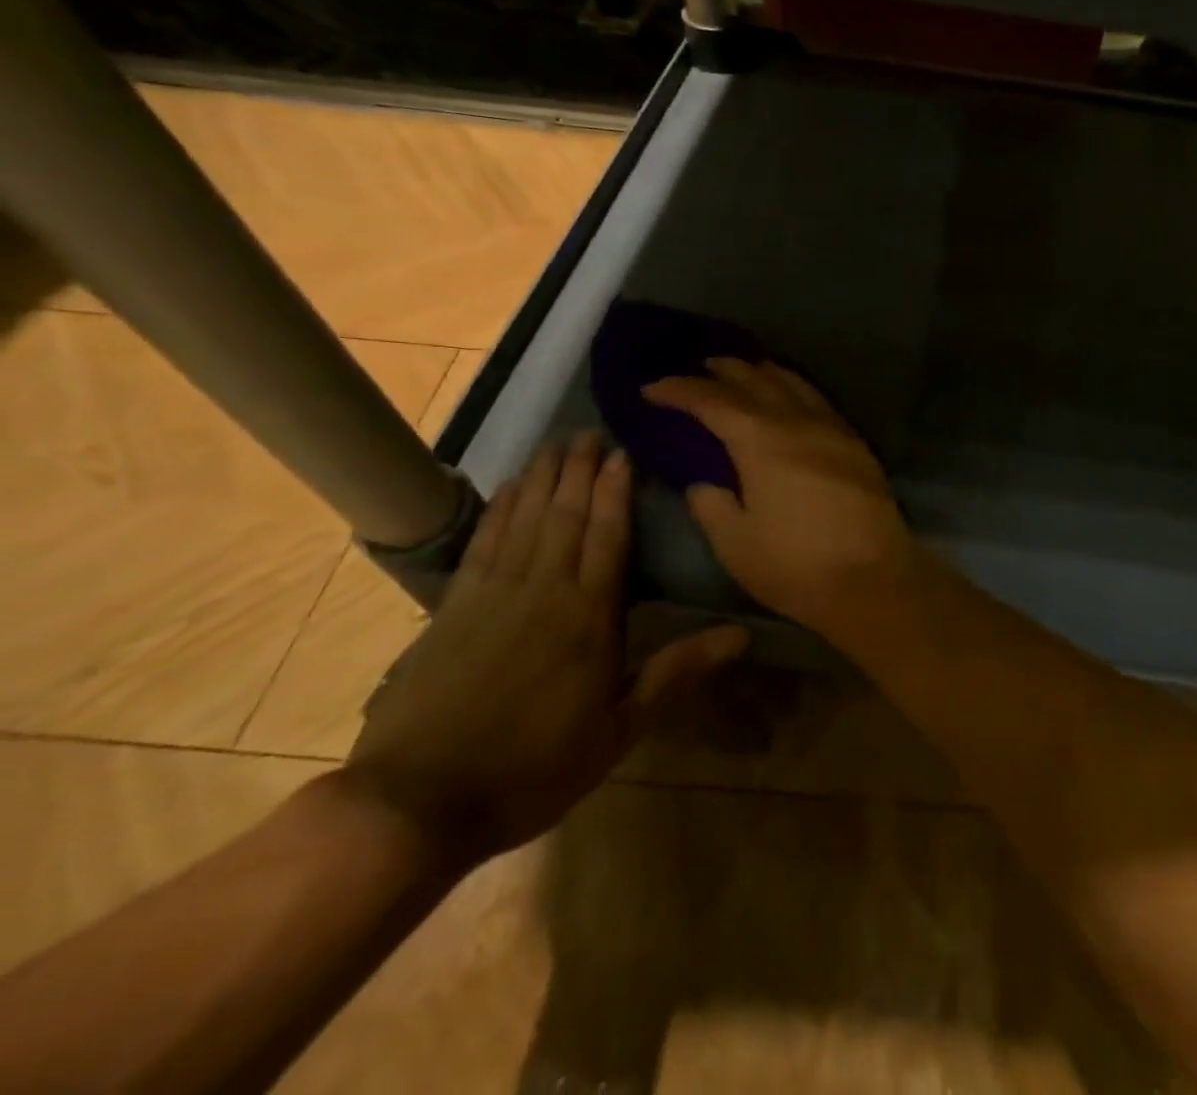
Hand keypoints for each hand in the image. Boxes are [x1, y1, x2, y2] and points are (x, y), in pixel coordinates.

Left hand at [346, 432, 746, 865]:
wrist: (415, 803)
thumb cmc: (533, 767)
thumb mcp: (619, 729)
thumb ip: (677, 671)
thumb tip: (742, 635)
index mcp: (588, 616)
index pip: (608, 536)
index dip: (616, 491)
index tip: (623, 452)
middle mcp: (542, 590)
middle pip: (565, 514)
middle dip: (579, 470)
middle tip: (590, 431)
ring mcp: (492, 595)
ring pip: (524, 519)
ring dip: (541, 478)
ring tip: (555, 444)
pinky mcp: (452, 609)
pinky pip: (483, 543)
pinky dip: (498, 510)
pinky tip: (506, 490)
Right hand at [642, 359, 924, 632]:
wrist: (874, 579)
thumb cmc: (796, 566)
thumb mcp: (736, 544)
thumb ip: (712, 506)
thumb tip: (703, 484)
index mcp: (762, 442)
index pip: (713, 402)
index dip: (680, 391)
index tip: (652, 388)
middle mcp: (799, 423)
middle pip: (757, 381)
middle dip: (724, 371)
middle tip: (698, 367)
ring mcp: (834, 430)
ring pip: (794, 384)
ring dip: (764, 372)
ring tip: (745, 370)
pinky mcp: (857, 445)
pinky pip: (820, 401)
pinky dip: (796, 389)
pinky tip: (792, 398)